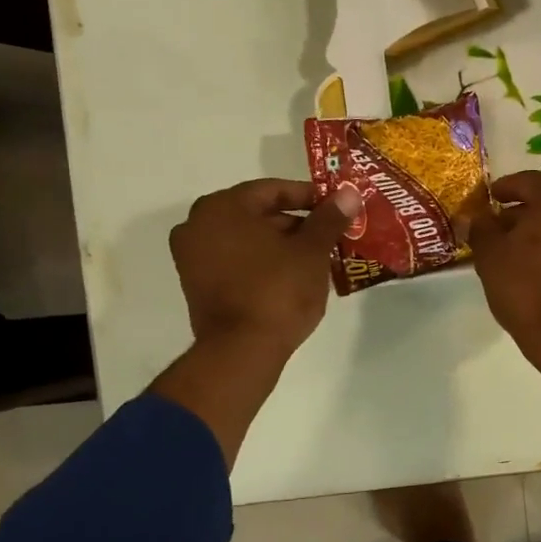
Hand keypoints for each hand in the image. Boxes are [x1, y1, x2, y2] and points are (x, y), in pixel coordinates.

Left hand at [170, 178, 358, 356]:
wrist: (242, 350)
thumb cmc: (278, 290)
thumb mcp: (312, 251)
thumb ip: (329, 218)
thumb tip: (348, 193)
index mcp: (222, 207)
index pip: (273, 190)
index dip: (310, 197)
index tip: (336, 209)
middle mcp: (198, 224)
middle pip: (258, 213)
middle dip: (296, 223)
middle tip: (330, 235)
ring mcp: (192, 256)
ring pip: (247, 239)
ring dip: (280, 244)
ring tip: (317, 257)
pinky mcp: (197, 284)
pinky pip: (236, 260)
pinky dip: (262, 261)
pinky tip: (292, 275)